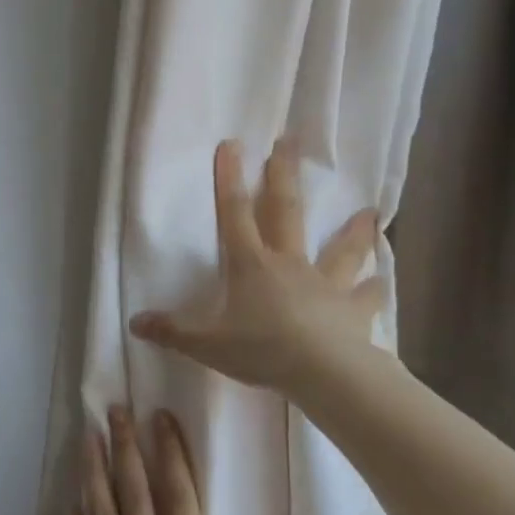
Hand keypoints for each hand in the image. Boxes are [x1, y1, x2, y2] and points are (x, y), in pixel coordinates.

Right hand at [127, 138, 384, 401]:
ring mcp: (325, 285)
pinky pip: (365, 297)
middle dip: (284, 177)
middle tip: (290, 143)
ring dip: (354, 231)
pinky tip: (380, 282)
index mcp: (252, 265)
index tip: (232, 144)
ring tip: (370, 212)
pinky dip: (373, 289)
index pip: (234, 214)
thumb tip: (134, 322)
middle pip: (286, 213)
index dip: (229, 179)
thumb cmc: (262, 350)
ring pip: (340, 250)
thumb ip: (172, 331)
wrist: (323, 372)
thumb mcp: (207, 344)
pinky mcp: (353, 311)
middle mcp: (289, 264)